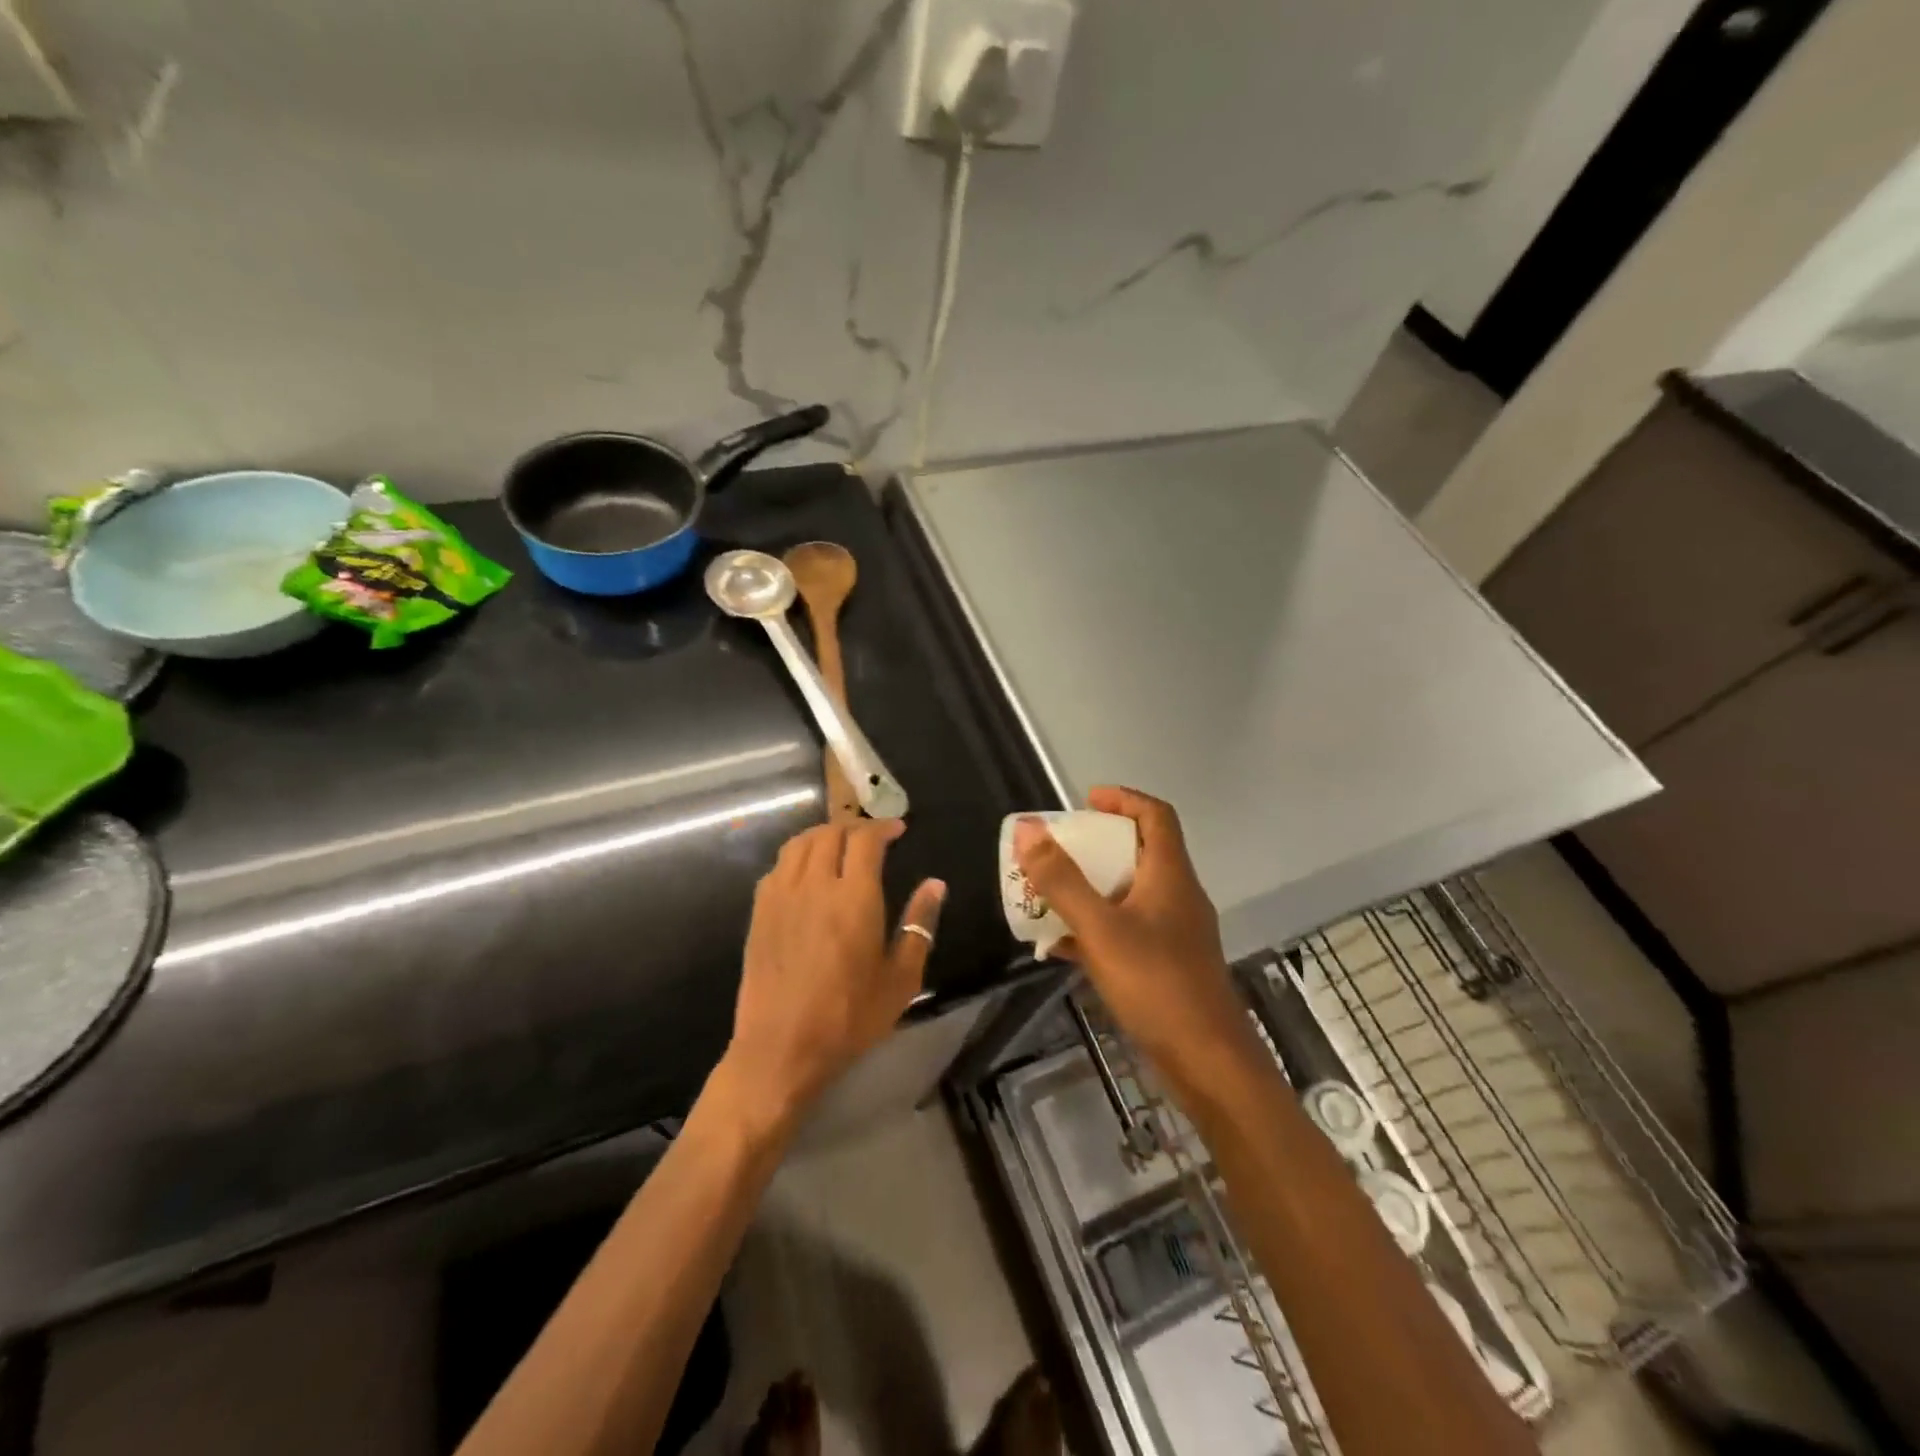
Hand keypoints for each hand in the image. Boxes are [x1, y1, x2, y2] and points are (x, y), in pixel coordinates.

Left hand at [718, 819, 945, 1131]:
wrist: (780, 1048)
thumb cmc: (849, 1017)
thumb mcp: (900, 978)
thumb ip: (919, 925)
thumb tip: (936, 884)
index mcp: (854, 898)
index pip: (866, 839)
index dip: (883, 827)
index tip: (898, 830)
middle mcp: (815, 885)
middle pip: (831, 833)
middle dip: (855, 827)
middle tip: (872, 838)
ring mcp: (781, 896)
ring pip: (800, 843)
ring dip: (823, 835)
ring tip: (840, 845)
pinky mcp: (759, 912)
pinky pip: (778, 866)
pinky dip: (797, 856)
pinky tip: (806, 872)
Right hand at [1014, 787, 1245, 1072]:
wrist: (1207, 1061)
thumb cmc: (1156, 984)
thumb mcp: (1100, 928)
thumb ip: (1062, 880)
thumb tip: (1029, 829)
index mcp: (1170, 875)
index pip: (1155, 815)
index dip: (1123, 798)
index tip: (1085, 801)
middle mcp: (1177, 895)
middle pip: (1140, 851)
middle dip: (1097, 845)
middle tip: (1058, 849)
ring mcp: (1174, 932)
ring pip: (1130, 893)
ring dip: (1092, 887)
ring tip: (1050, 893)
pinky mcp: (1167, 964)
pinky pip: (1126, 929)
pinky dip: (1096, 926)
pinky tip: (1061, 946)